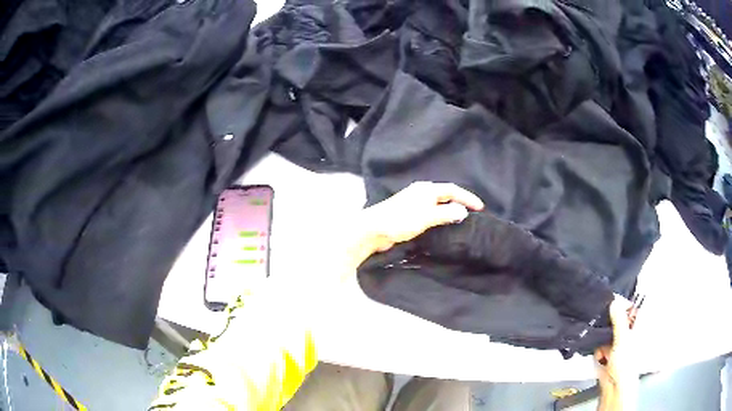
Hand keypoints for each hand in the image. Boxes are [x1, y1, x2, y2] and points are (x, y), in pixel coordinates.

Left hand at [361, 182, 484, 252]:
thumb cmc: (400, 220)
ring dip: (450, 209)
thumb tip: (463, 211)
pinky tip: (442, 224)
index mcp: (426, 189)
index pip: (453, 190)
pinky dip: (440, 216)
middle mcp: (421, 192)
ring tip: (461, 218)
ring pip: (438, 203)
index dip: (467, 197)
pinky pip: (430, 212)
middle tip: (473, 212)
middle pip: (445, 194)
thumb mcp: (427, 217)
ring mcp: (414, 202)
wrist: (373, 229)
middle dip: (460, 201)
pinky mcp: (409, 213)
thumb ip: (446, 214)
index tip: (480, 207)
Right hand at [595, 295, 638, 410]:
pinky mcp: (605, 351)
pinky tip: (598, 353)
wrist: (614, 387)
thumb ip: (619, 320)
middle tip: (601, 320)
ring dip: (600, 334)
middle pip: (615, 318)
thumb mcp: (623, 339)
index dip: (621, 301)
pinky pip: (598, 342)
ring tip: (601, 343)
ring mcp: (615, 342)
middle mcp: (626, 331)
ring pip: (605, 330)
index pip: (629, 307)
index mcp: (635, 325)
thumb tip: (614, 301)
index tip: (610, 299)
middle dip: (607, 320)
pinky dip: (596, 346)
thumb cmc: (626, 364)